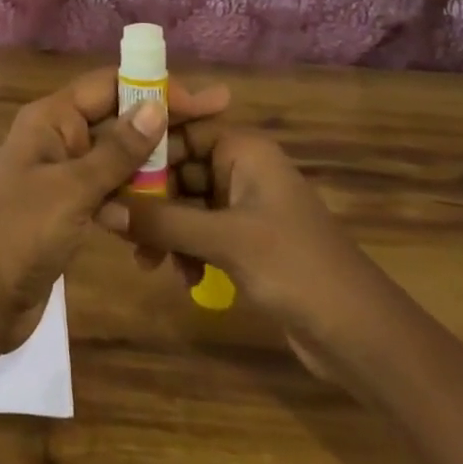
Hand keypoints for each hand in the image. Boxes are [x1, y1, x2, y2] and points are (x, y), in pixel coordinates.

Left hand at [0, 68, 229, 348]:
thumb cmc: (20, 231)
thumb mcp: (72, 188)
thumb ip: (116, 151)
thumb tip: (156, 107)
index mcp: (51, 118)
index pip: (110, 85)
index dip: (157, 87)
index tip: (207, 100)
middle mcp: (57, 137)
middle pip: (117, 120)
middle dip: (162, 128)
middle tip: (214, 135)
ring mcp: (61, 175)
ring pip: (116, 160)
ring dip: (151, 171)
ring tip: (196, 180)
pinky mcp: (66, 209)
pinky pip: (108, 193)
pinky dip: (133, 203)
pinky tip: (162, 222)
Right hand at [100, 119, 371, 344]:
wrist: (362, 337)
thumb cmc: (295, 267)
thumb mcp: (223, 240)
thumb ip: (161, 221)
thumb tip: (99, 207)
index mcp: (243, 149)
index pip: (181, 126)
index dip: (144, 142)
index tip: (107, 164)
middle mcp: (241, 168)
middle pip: (179, 167)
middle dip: (149, 197)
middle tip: (117, 224)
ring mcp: (244, 206)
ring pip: (185, 203)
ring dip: (165, 229)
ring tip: (147, 262)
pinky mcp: (246, 241)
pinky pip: (200, 232)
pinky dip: (186, 250)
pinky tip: (182, 278)